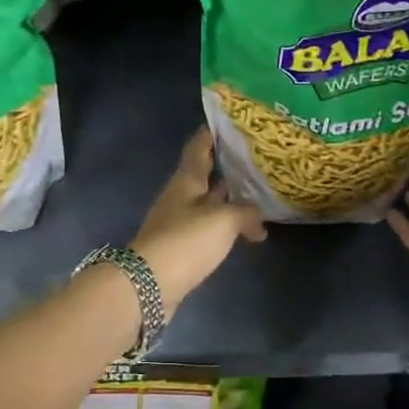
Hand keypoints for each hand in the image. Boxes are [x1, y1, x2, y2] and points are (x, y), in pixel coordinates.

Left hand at [129, 128, 266, 311]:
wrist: (149, 285)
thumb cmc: (186, 241)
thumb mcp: (223, 221)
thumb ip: (245, 212)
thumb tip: (258, 217)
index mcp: (187, 180)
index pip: (198, 147)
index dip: (211, 134)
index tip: (229, 123)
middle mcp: (180, 196)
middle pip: (204, 175)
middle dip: (227, 167)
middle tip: (256, 160)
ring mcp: (178, 222)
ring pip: (208, 202)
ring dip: (229, 199)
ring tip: (258, 197)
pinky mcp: (180, 247)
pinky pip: (208, 228)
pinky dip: (226, 226)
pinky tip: (245, 234)